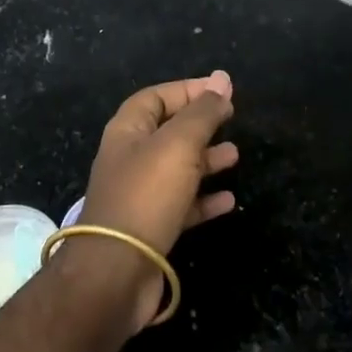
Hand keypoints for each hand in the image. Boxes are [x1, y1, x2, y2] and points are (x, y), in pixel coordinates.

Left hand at [73, 70, 238, 327]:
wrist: (116, 272)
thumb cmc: (146, 195)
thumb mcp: (179, 144)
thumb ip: (202, 112)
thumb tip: (221, 78)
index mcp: (128, 131)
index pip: (157, 97)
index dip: (188, 90)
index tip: (222, 90)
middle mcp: (130, 158)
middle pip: (168, 131)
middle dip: (200, 124)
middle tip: (232, 120)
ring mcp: (139, 195)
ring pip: (177, 168)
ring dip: (206, 159)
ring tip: (236, 155)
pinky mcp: (151, 228)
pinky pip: (182, 205)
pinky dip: (205, 199)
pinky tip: (229, 200)